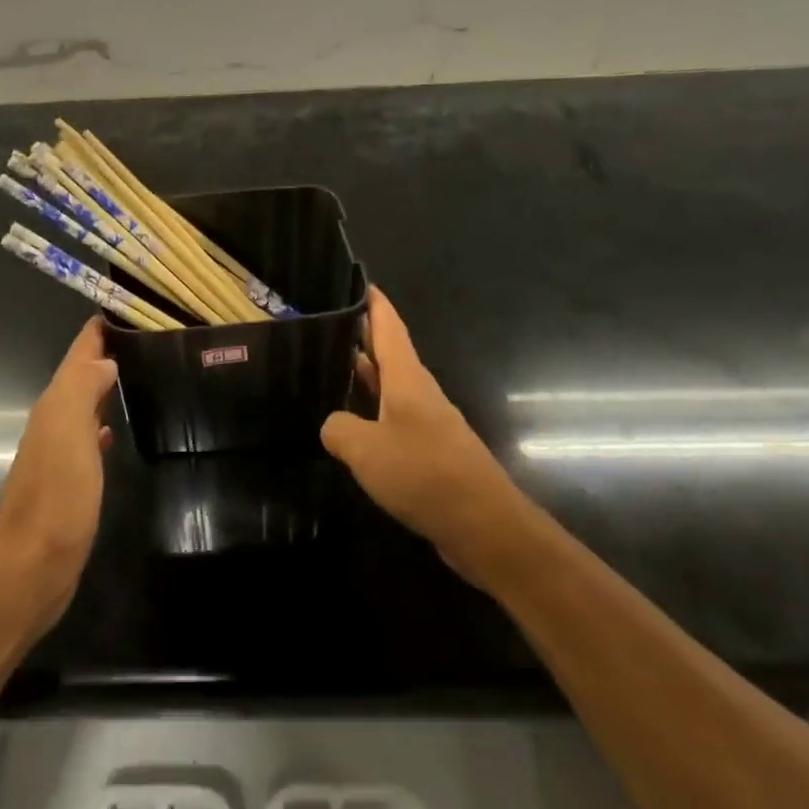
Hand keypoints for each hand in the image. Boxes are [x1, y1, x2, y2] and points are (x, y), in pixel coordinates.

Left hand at [0, 317, 119, 630]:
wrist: (32, 567)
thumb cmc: (55, 497)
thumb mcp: (67, 433)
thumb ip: (82, 388)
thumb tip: (103, 359)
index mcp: (55, 405)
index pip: (78, 354)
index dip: (97, 329)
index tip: (127, 305)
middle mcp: (53, 422)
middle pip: (80, 375)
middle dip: (104, 353)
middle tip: (143, 335)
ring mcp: (59, 453)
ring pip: (83, 404)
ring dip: (103, 385)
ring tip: (135, 371)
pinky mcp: (69, 481)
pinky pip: (86, 438)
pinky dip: (100, 424)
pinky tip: (113, 429)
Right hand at [321, 288, 520, 575]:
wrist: (485, 527)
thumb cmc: (425, 474)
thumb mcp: (366, 448)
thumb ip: (339, 429)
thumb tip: (333, 425)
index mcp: (407, 380)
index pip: (389, 328)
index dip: (374, 304)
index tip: (358, 281)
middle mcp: (419, 394)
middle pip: (388, 355)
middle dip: (360, 338)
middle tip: (324, 325)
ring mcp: (426, 424)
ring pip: (388, 389)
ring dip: (363, 377)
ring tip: (327, 369)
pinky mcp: (429, 454)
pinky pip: (392, 422)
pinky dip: (370, 414)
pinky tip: (350, 428)